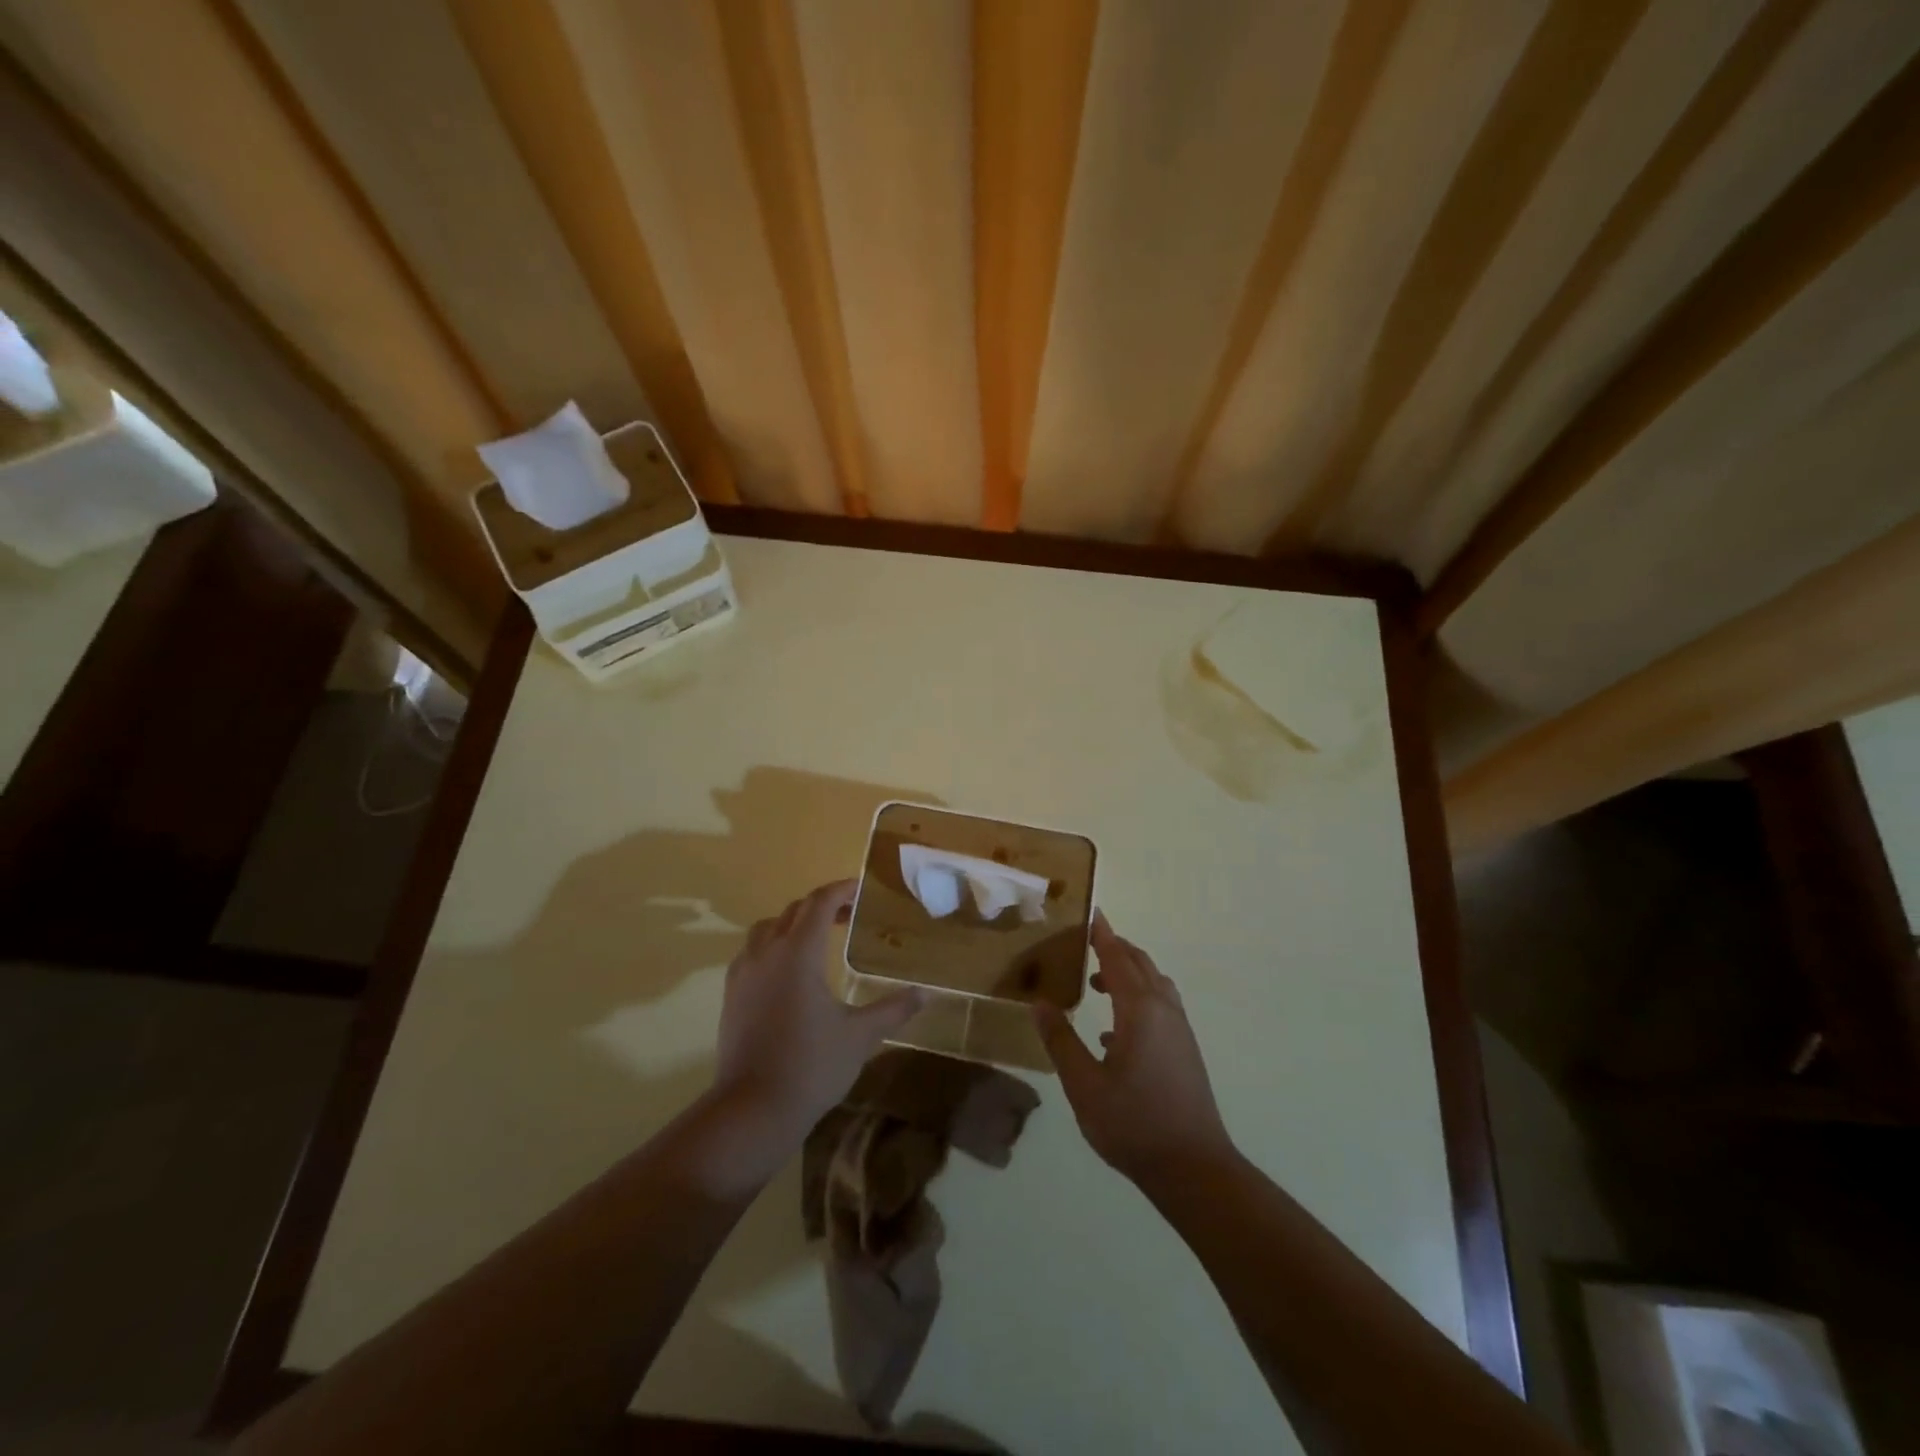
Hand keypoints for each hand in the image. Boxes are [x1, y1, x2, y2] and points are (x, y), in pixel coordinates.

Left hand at [711, 880, 924, 1140]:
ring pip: (767, 928)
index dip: (841, 890)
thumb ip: (894, 1009)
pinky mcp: (731, 995)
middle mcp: (767, 952)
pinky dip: (773, 945)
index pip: (819, 903)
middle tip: (850, 914)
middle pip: (794, 910)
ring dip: (794, 922)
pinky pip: (752, 952)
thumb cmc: (812, 1066)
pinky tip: (789, 971)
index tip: (862, 889)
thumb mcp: (860, 1036)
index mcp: (799, 952)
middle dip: (823, 905)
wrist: (753, 1109)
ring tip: (819, 938)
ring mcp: (743, 973)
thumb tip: (926, 993)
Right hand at [1033, 912, 1236, 1188]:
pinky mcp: (1185, 1051)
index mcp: (1140, 1010)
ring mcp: (1179, 1031)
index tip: (1091, 913)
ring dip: (1128, 974)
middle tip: (1088, 943)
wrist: (1194, 1168)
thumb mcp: (1084, 1085)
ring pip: (1155, 985)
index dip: (1102, 935)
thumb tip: (1040, 1004)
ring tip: (1098, 984)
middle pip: (1141, 965)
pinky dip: (1138, 1000)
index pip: (1118, 958)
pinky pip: (1161, 1007)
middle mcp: (1164, 1011)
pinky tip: (1114, 1033)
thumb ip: (1061, 1041)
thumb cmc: (1133, 1124)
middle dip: (1116, 949)